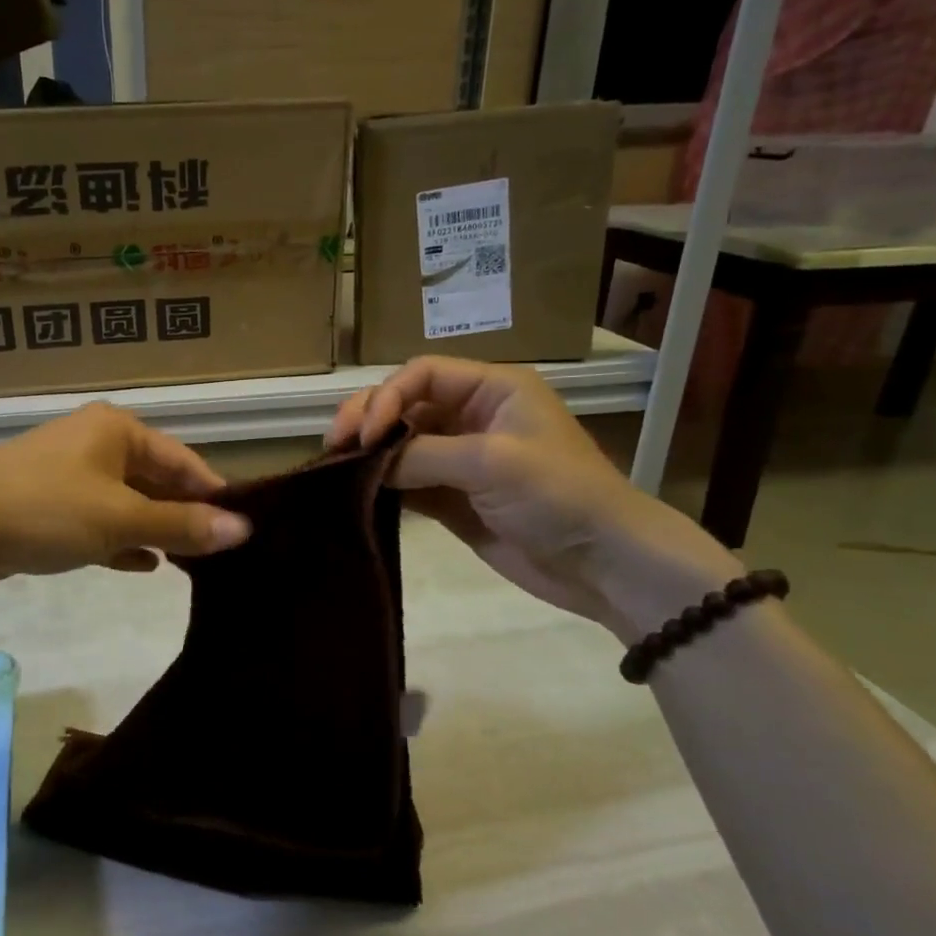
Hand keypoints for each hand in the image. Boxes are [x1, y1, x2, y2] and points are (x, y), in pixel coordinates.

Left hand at [0, 403, 250, 586]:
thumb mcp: (121, 518)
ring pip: (127, 503)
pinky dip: (122, 540)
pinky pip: (99, 521)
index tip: (243, 528)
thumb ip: (181, 525)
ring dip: (155, 529)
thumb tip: (243, 530)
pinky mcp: (49, 506)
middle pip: (155, 480)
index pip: (183, 461)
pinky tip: (145, 565)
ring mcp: (70, 475)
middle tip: (221, 553)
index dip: (213, 494)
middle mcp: (96, 444)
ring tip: (192, 563)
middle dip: (184, 515)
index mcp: (118, 430)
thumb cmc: (48, 508)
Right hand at [327, 357, 739, 639]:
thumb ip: (423, 454)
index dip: (386, 396)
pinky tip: (356, 491)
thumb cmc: (557, 495)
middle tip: (334, 444)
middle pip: (405, 404)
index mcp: (492, 389)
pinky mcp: (452, 497)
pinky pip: (406, 481)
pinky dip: (380, 484)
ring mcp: (460, 459)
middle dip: (367, 418)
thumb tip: (367, 462)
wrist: (600, 562)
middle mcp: (472, 416)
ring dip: (368, 452)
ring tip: (335, 466)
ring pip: (400, 443)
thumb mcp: (492, 461)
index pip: (422, 374)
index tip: (364, 433)